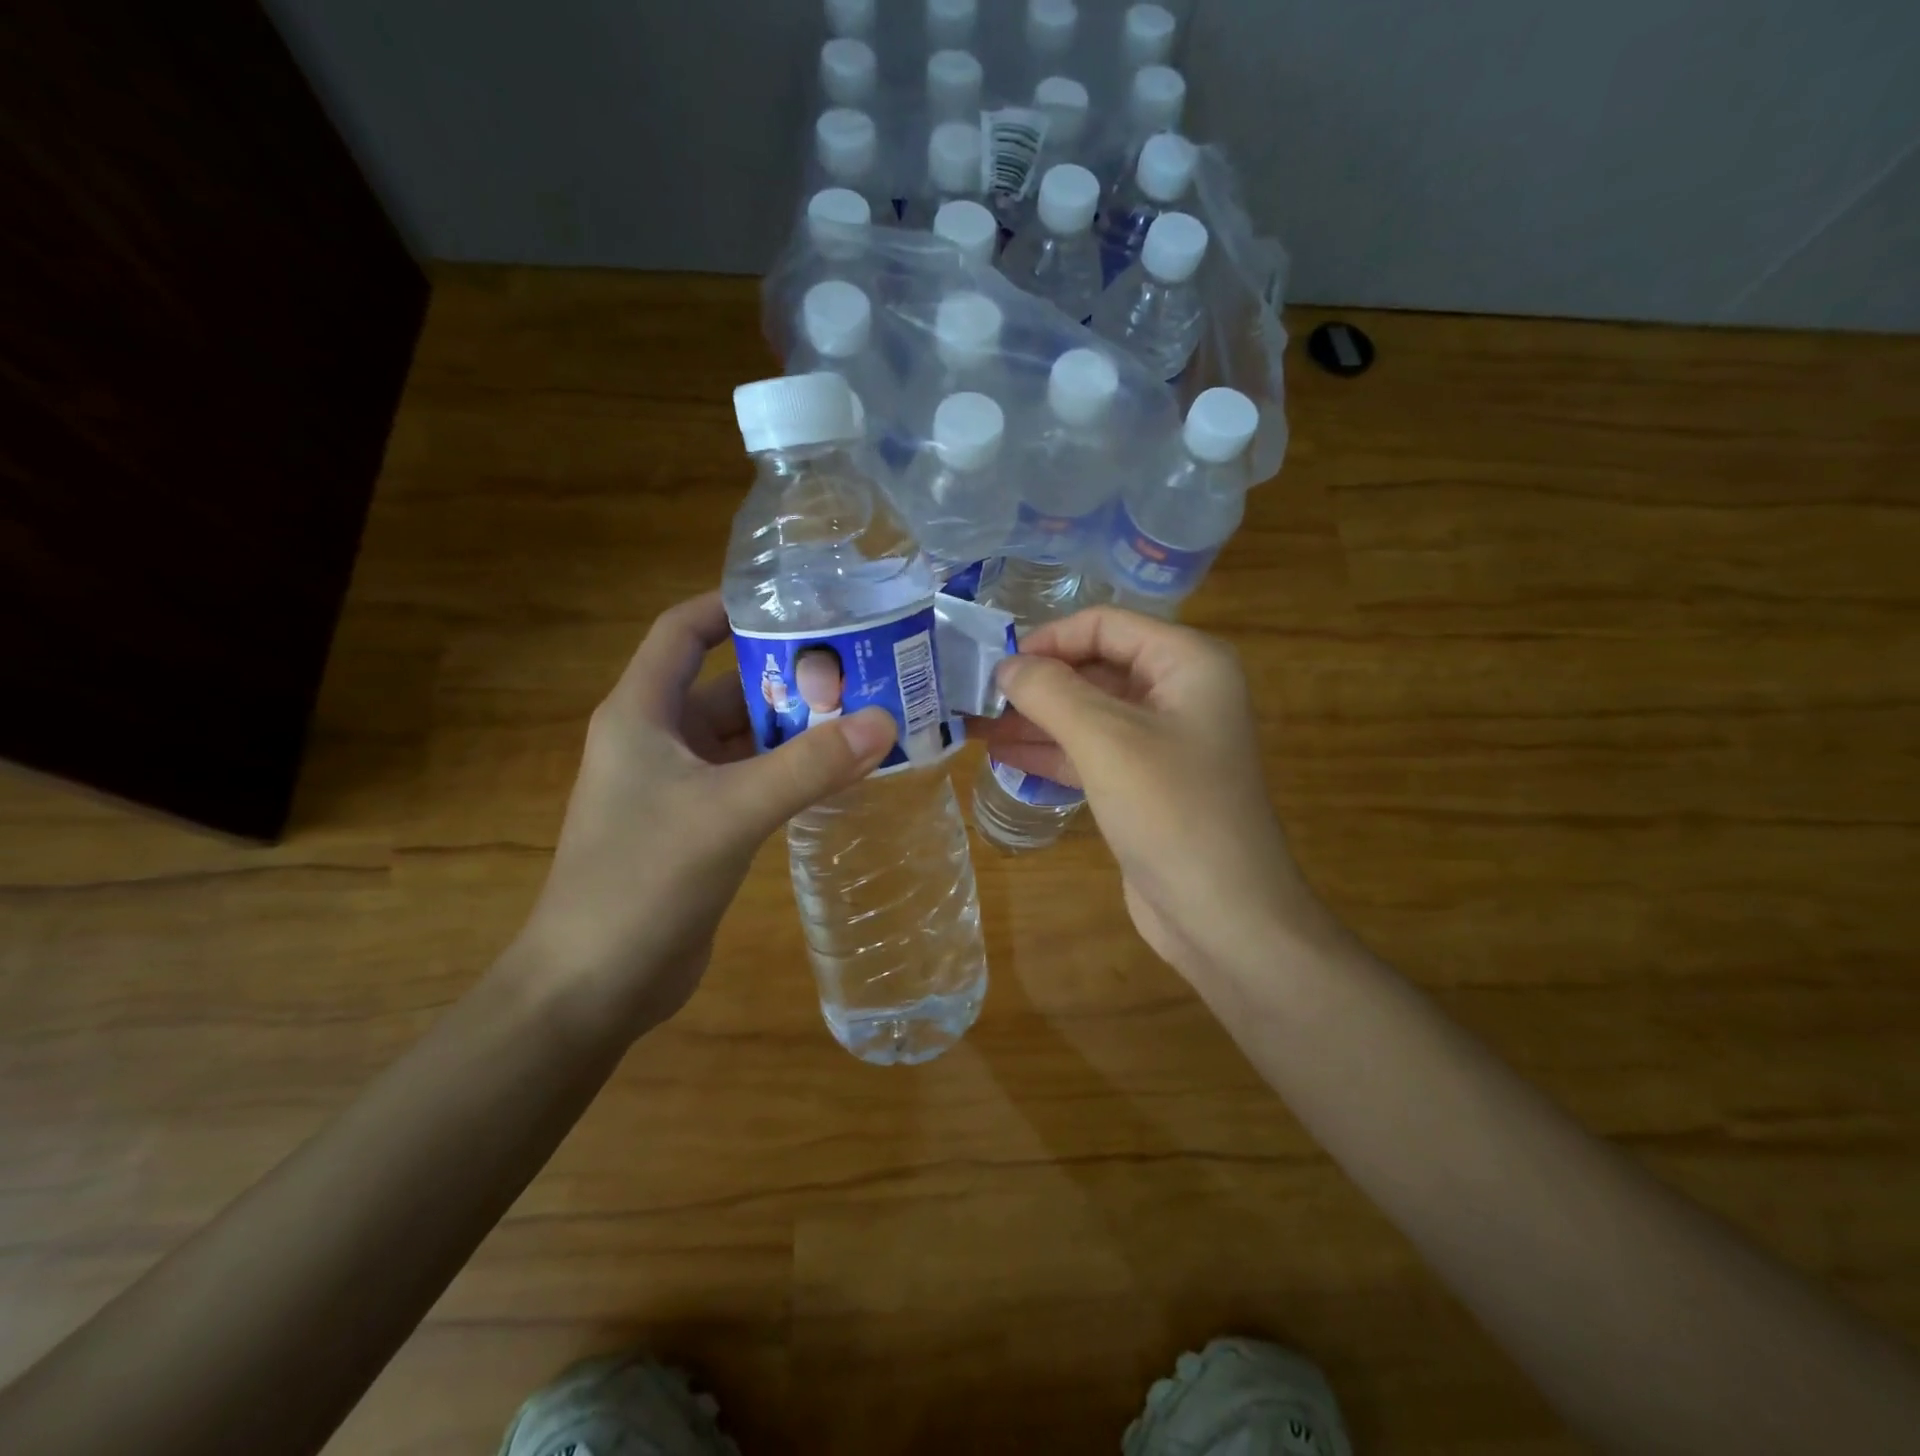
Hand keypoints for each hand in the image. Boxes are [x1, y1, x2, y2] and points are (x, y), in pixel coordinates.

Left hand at [513, 592, 895, 1034]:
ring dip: (796, 730)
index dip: (731, 607)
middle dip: (788, 677)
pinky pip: (751, 782)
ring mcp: (677, 788)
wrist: (592, 986)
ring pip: (744, 740)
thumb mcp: (729, 812)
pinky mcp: (698, 828)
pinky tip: (840, 774)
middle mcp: (657, 741)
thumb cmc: (642, 880)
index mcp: (642, 713)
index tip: (798, 603)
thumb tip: (882, 721)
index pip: (681, 632)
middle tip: (860, 668)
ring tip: (865, 716)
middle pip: (726, 686)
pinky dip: (791, 774)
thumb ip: (807, 767)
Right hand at [977, 607, 1332, 984]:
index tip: (997, 666)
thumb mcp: (1105, 740)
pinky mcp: (1145, 783)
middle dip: (1037, 683)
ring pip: (1089, 713)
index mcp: (1187, 662)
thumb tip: (1007, 666)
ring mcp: (1163, 741)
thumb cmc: (1171, 811)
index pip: (1105, 624)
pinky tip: (1004, 756)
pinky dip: (1051, 751)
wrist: (1224, 916)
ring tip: (976, 726)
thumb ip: (1050, 692)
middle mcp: (1180, 692)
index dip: (1049, 639)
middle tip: (976, 697)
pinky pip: (1092, 752)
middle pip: (1095, 667)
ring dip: (1035, 719)